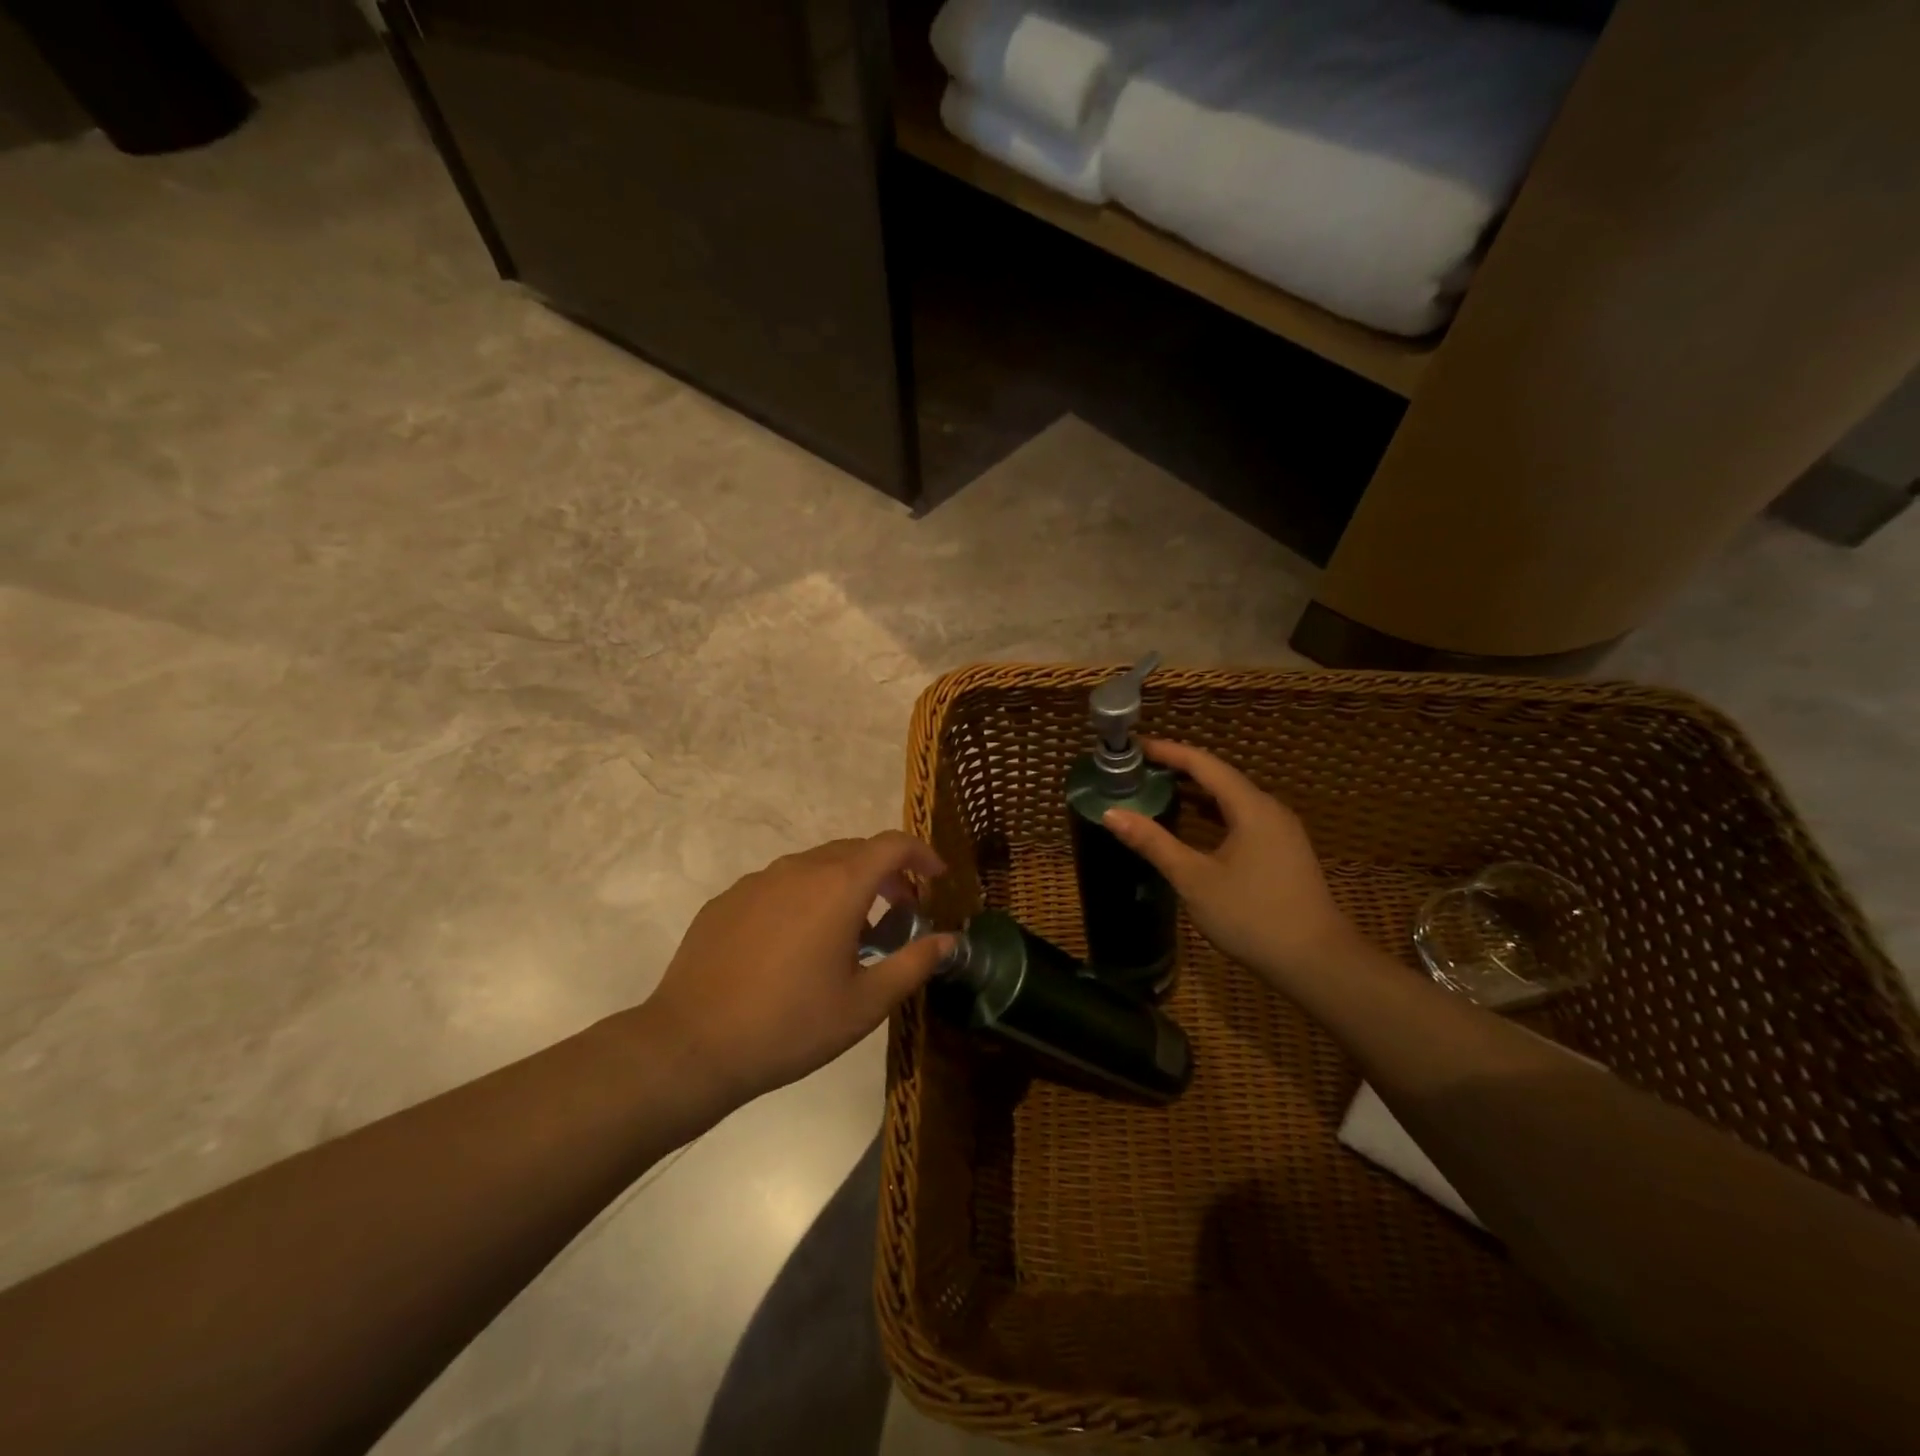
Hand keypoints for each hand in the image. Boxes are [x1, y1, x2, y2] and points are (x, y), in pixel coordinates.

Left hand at [641, 832, 954, 1103]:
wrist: (692, 1046)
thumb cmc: (790, 1025)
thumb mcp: (865, 1004)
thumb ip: (913, 964)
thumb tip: (950, 940)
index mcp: (838, 886)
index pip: (892, 844)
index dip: (922, 854)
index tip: (937, 879)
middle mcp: (799, 869)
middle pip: (855, 851)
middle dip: (886, 873)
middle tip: (899, 913)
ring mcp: (757, 881)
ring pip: (815, 865)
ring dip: (844, 884)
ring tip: (848, 931)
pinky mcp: (727, 900)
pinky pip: (779, 884)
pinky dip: (804, 897)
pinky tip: (795, 943)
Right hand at [1103, 739, 1361, 987]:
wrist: (1316, 962)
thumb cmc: (1251, 915)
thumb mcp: (1194, 879)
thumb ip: (1153, 843)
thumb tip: (1111, 814)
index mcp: (1250, 807)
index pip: (1204, 763)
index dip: (1168, 751)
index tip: (1134, 747)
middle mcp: (1269, 809)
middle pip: (1219, 776)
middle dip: (1179, 769)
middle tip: (1139, 769)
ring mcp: (1280, 831)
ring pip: (1232, 798)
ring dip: (1196, 792)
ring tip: (1157, 790)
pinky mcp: (1283, 852)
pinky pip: (1241, 818)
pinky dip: (1212, 813)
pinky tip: (1192, 825)